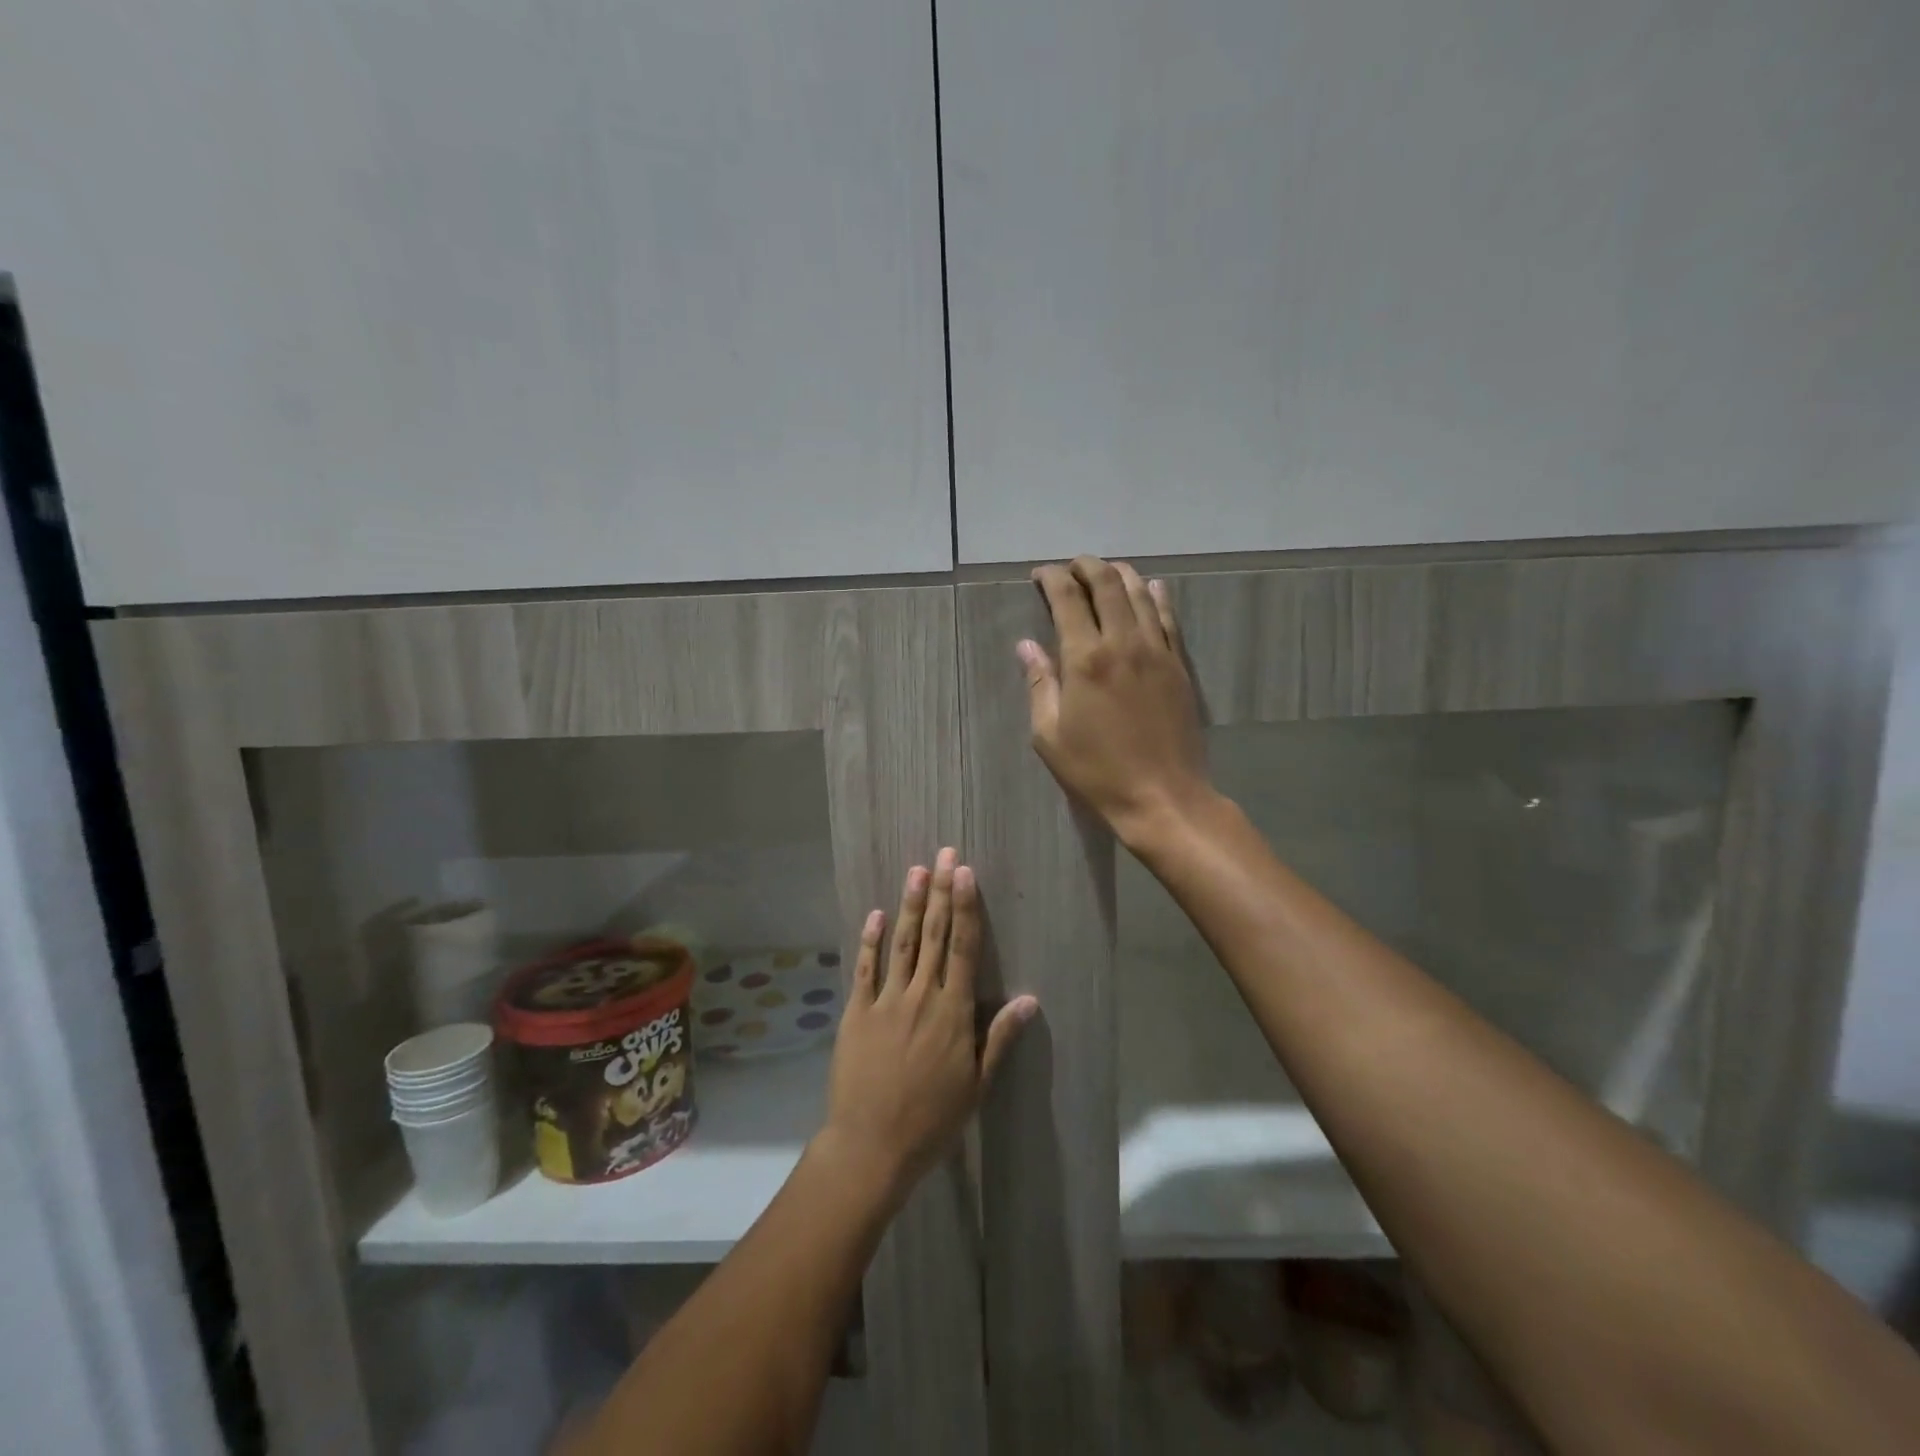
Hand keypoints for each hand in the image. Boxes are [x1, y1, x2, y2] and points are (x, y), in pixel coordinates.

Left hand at [819, 849, 1036, 1196]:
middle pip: (932, 935)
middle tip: (944, 855)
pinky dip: (870, 940)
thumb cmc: (932, 1120)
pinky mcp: (856, 1013)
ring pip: (901, 943)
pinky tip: (875, 914)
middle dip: (939, 892)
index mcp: (952, 1012)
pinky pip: (865, 969)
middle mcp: (920, 996)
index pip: (962, 948)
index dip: (965, 907)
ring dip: (908, 905)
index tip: (965, 873)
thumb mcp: (977, 1085)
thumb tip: (1030, 999)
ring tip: (916, 871)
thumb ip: (999, 1038)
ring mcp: (885, 1001)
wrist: (872, 1145)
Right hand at [1021, 556, 1211, 845]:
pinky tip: (1151, 588)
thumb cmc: (1097, 771)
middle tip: (1070, 566)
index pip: (1067, 599)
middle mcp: (1123, 643)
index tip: (1040, 575)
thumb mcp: (1050, 735)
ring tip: (1104, 570)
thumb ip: (1040, 684)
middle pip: (1106, 584)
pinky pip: (1168, 619)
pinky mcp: (1179, 666)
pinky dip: (1156, 597)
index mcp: (1085, 659)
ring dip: (1119, 574)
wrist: (1163, 797)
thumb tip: (1027, 645)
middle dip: (1085, 566)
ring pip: (1140, 595)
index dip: (1052, 578)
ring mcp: (1157, 652)